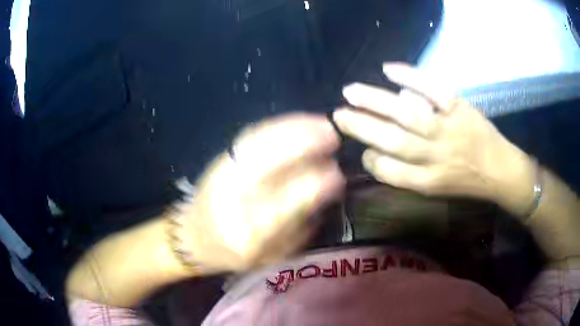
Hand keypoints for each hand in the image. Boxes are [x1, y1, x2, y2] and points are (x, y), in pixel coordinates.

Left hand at [181, 113, 344, 271]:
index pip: (287, 202)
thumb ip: (301, 225)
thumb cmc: (235, 254)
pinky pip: (251, 135)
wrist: (193, 237)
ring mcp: (222, 174)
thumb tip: (328, 187)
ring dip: (294, 128)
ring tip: (321, 123)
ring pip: (260, 142)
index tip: (337, 174)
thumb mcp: (273, 254)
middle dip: (304, 144)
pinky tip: (298, 122)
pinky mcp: (220, 159)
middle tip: (333, 136)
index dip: (316, 184)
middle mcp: (232, 199)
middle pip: (268, 162)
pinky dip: (278, 125)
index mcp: (248, 232)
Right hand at [333, 63, 533, 207]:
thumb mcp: (438, 190)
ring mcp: (447, 129)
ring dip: (374, 101)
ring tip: (350, 91)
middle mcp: (433, 156)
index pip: (388, 170)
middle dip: (360, 126)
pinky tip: (387, 69)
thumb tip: (381, 151)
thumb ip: (410, 174)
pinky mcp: (458, 108)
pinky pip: (432, 89)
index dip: (370, 158)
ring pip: (405, 114)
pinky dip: (410, 77)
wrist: (501, 171)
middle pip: (391, 140)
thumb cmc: (468, 183)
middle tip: (338, 115)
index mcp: (427, 181)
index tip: (362, 149)